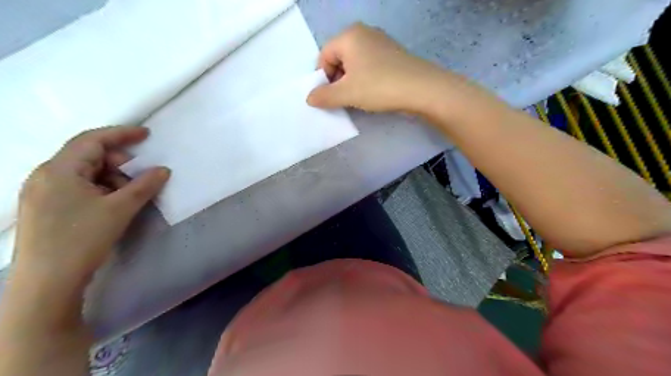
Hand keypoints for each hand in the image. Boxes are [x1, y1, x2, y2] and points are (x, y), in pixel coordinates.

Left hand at [14, 126, 168, 287]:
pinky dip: (101, 189)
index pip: (92, 140)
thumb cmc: (82, 238)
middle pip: (89, 156)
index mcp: (59, 170)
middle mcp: (46, 176)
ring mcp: (43, 193)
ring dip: (112, 179)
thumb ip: (144, 185)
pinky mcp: (47, 208)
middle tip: (142, 177)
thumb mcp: (120, 209)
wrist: (47, 282)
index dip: (121, 134)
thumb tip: (163, 170)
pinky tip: (113, 204)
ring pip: (85, 173)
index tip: (146, 135)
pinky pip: (79, 188)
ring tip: (129, 197)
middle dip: (119, 163)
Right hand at [309, 23, 449, 111]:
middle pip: (339, 58)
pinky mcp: (393, 55)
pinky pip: (370, 66)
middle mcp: (364, 33)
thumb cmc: (378, 87)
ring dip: (351, 82)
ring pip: (355, 64)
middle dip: (337, 80)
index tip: (328, 97)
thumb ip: (324, 96)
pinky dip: (366, 79)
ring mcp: (381, 43)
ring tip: (357, 99)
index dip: (323, 78)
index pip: (324, 56)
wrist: (421, 89)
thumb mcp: (346, 93)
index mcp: (349, 36)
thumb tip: (310, 98)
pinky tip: (372, 93)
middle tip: (342, 99)